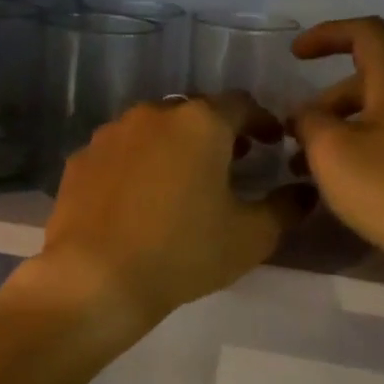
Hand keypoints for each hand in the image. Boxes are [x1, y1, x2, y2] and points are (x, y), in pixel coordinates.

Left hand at [32, 94, 317, 329]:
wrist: (96, 279)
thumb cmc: (183, 253)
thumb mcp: (250, 237)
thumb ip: (285, 208)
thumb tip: (304, 192)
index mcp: (201, 123)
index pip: (242, 104)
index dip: (262, 121)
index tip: (271, 142)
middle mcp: (153, 114)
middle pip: (194, 114)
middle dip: (217, 134)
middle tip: (231, 162)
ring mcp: (110, 135)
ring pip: (153, 130)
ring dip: (174, 147)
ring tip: (182, 181)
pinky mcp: (80, 161)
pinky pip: (119, 154)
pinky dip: (137, 166)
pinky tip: (138, 199)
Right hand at [290, 17, 383, 275]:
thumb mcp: (331, 151)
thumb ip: (309, 122)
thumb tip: (304, 113)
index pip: (365, 34)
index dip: (327, 35)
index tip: (295, 55)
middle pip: (366, 82)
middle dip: (324, 104)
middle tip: (294, 139)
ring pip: (378, 118)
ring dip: (339, 134)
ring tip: (309, 172)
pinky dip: (361, 154)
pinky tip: (344, 188)